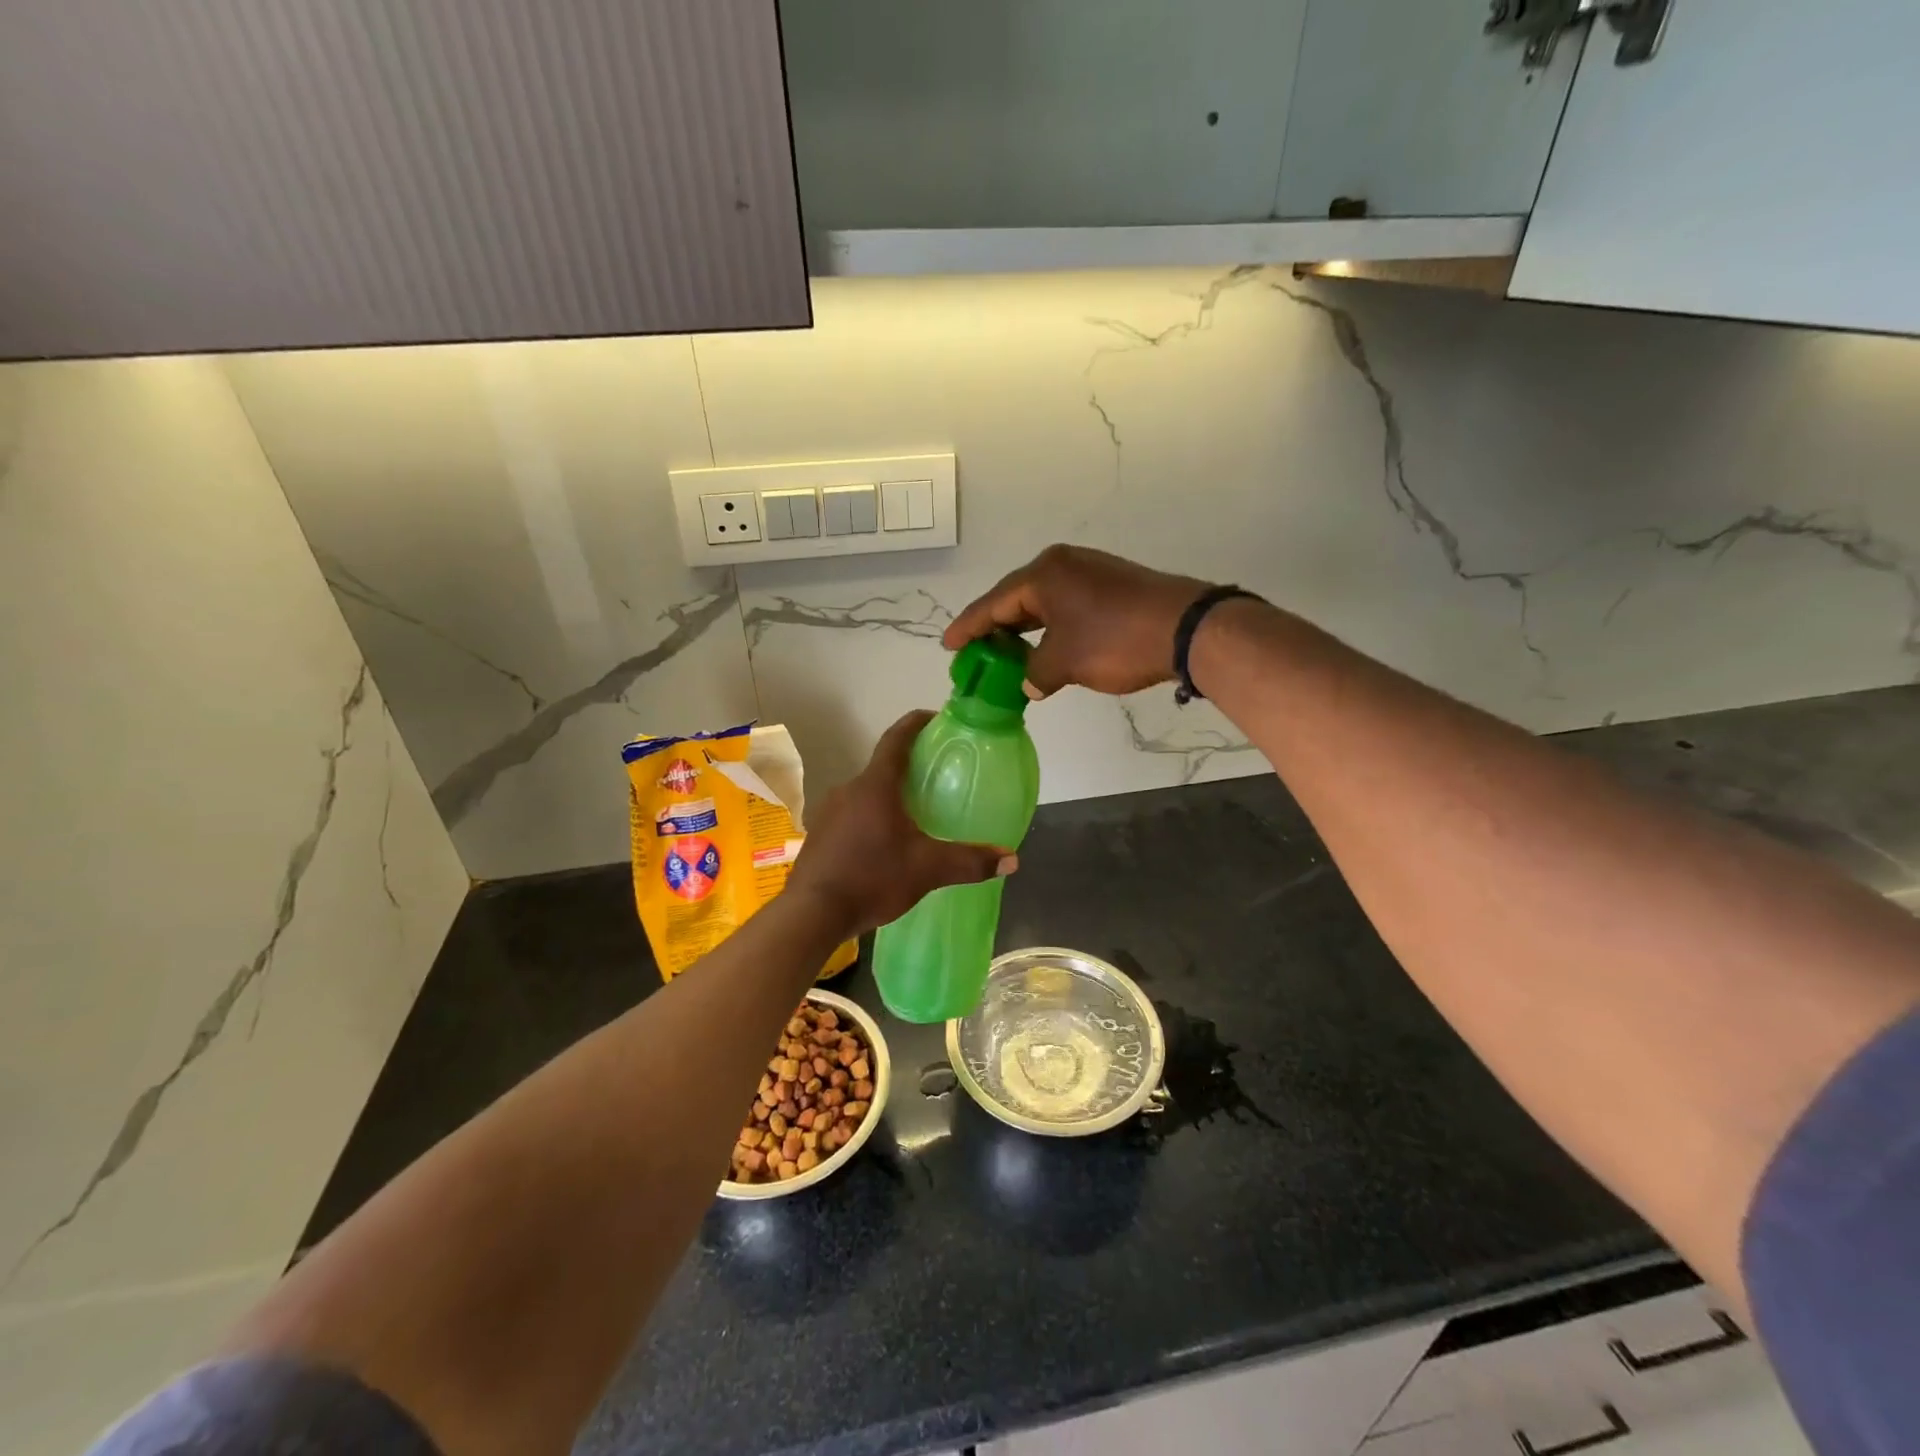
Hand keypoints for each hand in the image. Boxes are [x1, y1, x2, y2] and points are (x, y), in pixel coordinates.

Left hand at [788, 711, 1015, 934]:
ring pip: (866, 794)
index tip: (936, 719)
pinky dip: (871, 819)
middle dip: (909, 769)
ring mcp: (829, 812)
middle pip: (883, 767)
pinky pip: (851, 816)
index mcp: (875, 785)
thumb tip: (1012, 859)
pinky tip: (885, 844)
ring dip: (889, 797)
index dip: (916, 723)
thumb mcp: (927, 870)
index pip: (897, 739)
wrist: (811, 914)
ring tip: (915, 814)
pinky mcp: (819, 835)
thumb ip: (970, 862)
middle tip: (937, 778)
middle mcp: (849, 789)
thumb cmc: (872, 878)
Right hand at [943, 544, 1211, 697]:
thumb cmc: (1115, 641)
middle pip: (1016, 599)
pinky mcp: (1112, 585)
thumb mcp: (1064, 663)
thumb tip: (1031, 682)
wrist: (1186, 628)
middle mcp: (1063, 565)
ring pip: (1043, 603)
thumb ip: (1035, 673)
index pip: (993, 604)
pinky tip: (1046, 648)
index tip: (948, 645)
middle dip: (995, 628)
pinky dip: (1050, 628)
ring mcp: (1090, 572)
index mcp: (1043, 574)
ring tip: (1005, 655)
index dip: (968, 628)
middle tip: (975, 653)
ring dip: (1025, 631)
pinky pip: (1066, 606)